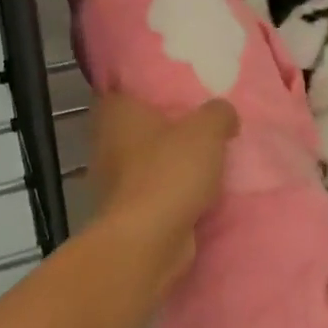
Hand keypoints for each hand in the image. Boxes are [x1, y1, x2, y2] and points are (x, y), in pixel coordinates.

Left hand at [88, 94, 237, 292]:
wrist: (148, 240)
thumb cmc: (170, 172)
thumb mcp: (206, 131)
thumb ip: (218, 113)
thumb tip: (223, 112)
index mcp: (116, 112)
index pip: (121, 88)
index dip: (143, 87)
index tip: (169, 88)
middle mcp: (104, 141)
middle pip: (133, 126)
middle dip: (159, 127)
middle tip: (194, 122)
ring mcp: (110, 179)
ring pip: (140, 160)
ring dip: (164, 162)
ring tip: (200, 157)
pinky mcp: (123, 210)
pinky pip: (149, 190)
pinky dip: (167, 191)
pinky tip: (194, 191)